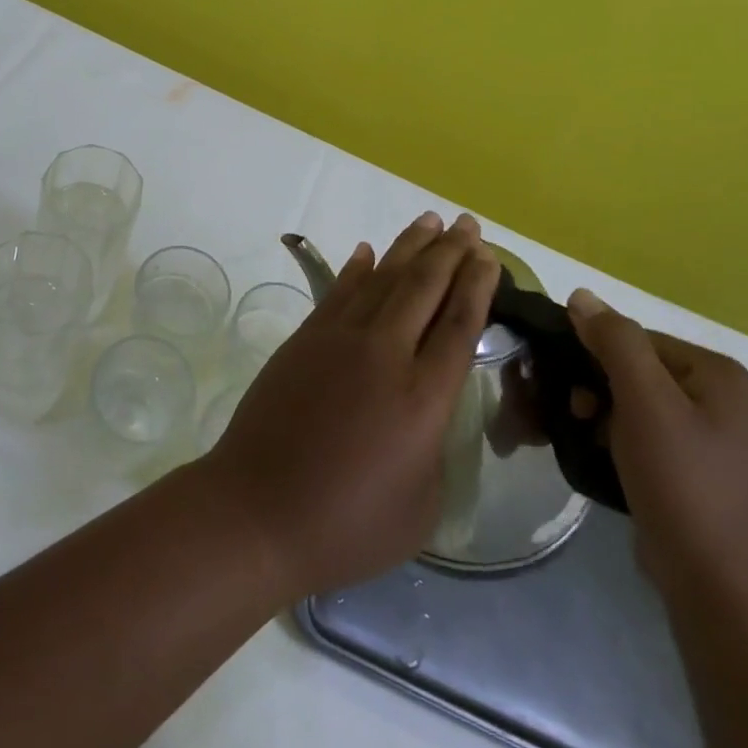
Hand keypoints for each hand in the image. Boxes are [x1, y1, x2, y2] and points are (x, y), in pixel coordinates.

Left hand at [199, 211, 499, 600]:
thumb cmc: (347, 525)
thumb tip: (427, 410)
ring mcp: (339, 339)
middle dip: (451, 252)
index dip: (478, 286)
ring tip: (431, 222)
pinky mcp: (305, 338)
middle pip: (425, 288)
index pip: (459, 325)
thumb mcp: (421, 506)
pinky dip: (358, 268)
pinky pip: (339, 290)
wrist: (258, 510)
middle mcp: (385, 354)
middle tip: (468, 224)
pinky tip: (369, 251)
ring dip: (409, 247)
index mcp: (424, 398)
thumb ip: (434, 447)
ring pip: (383, 278)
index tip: (489, 256)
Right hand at [565, 290, 747, 612]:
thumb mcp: (646, 403)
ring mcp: (713, 444)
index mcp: (718, 375)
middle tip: (566, 416)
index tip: (559, 383)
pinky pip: (643, 442)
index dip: (590, 353)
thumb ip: (615, 341)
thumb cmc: (686, 486)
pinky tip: (594, 461)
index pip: (635, 339)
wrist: (726, 596)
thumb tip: (581, 296)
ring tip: (573, 441)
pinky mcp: (697, 479)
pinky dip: (613, 444)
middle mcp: (722, 402)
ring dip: (595, 418)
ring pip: (633, 408)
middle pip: (633, 372)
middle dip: (590, 388)